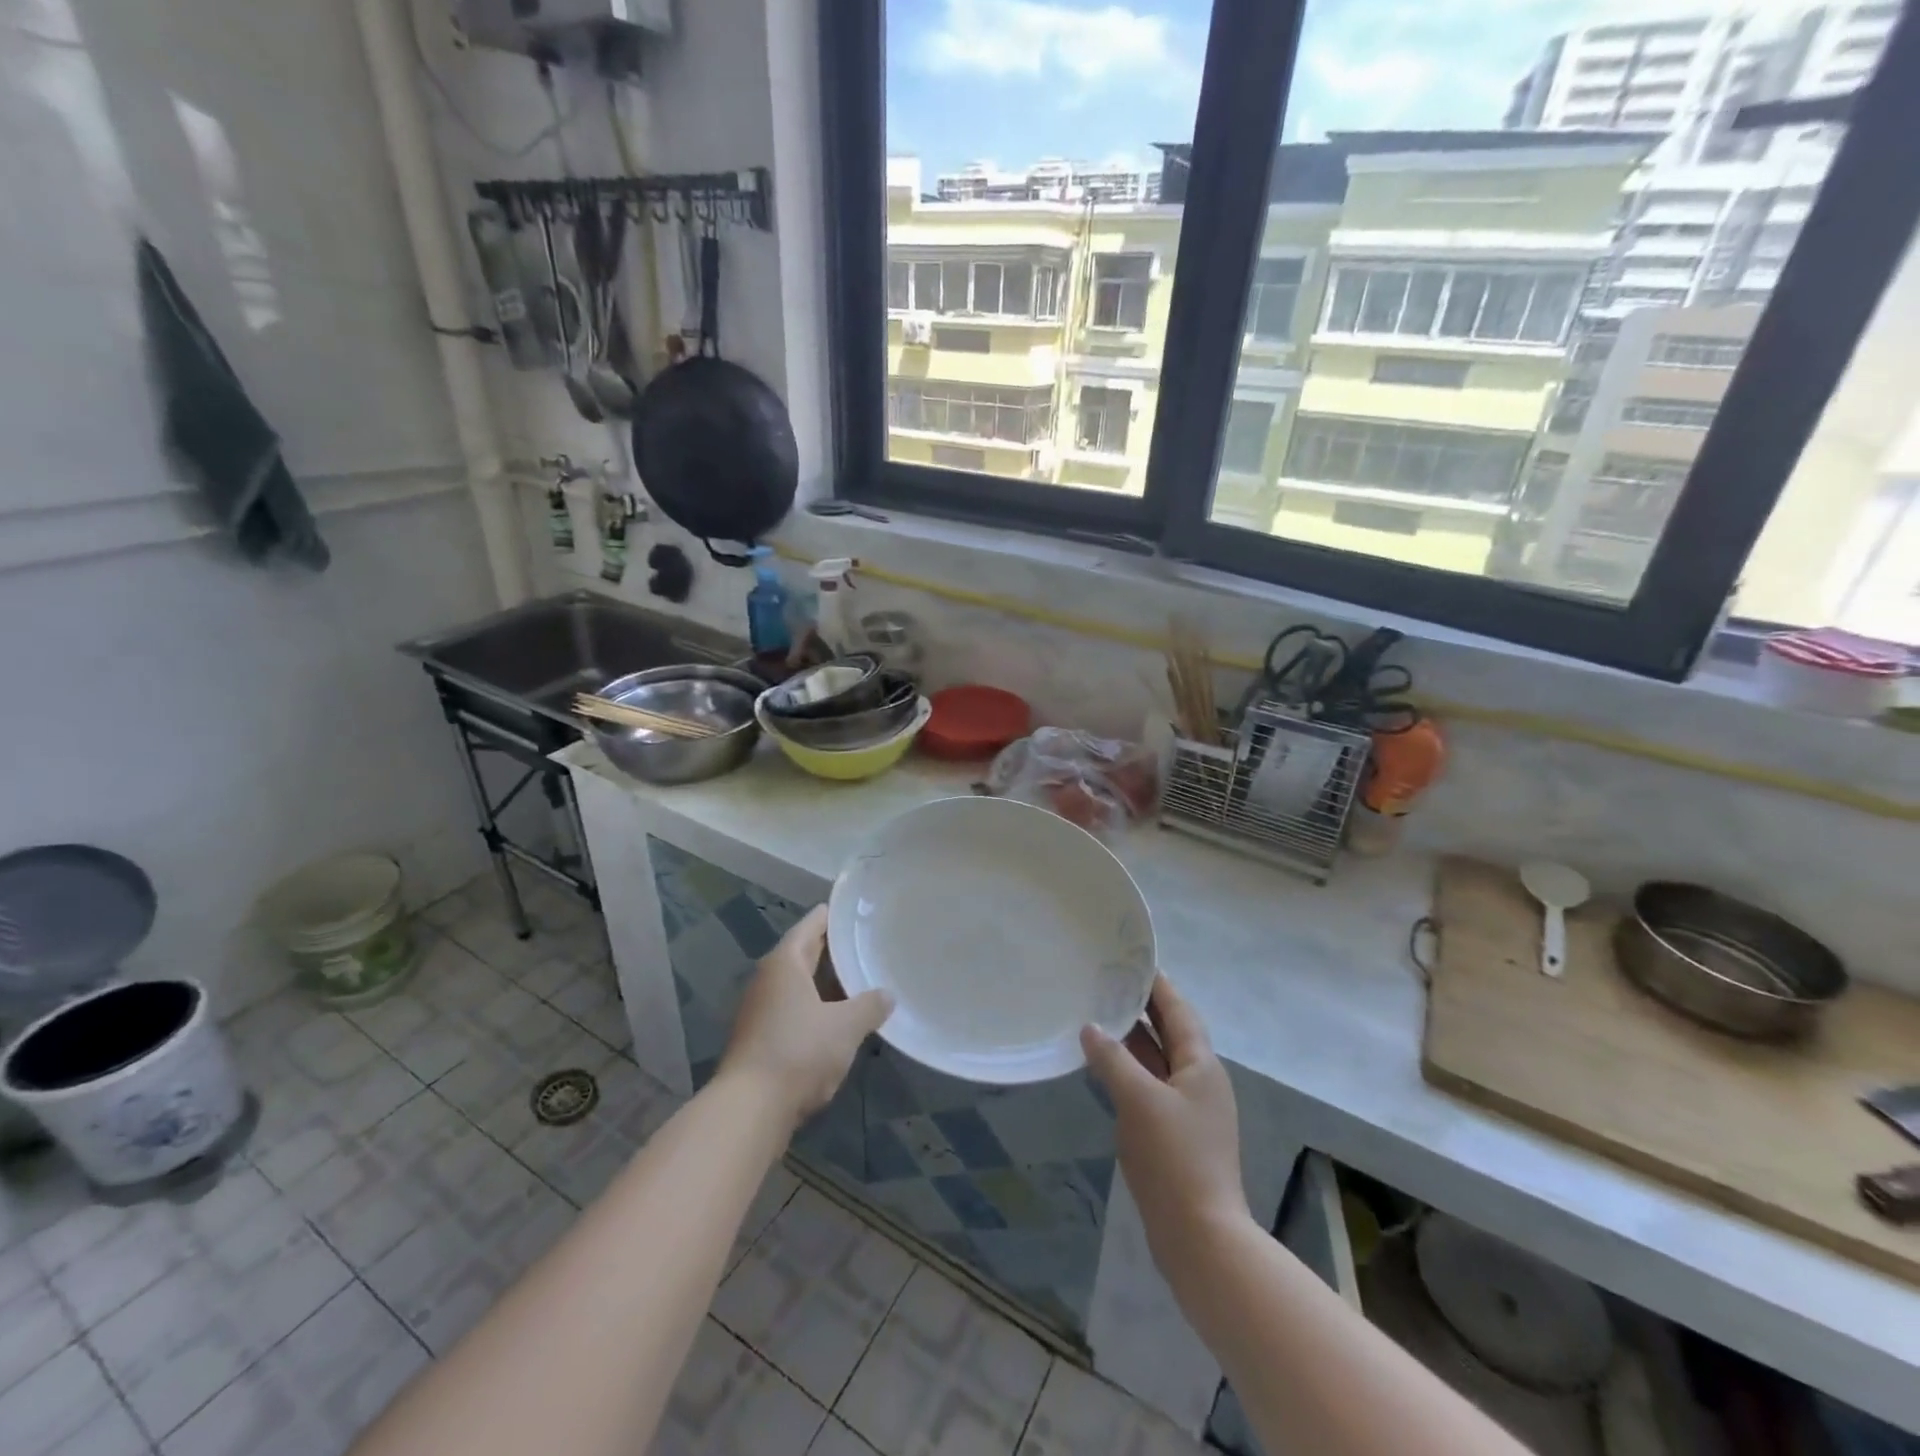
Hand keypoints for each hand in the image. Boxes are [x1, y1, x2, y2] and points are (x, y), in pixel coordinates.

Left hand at [719, 906, 892, 1129]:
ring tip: (859, 980)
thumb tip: (888, 994)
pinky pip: (793, 1010)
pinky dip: (815, 1008)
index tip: (856, 910)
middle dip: (832, 949)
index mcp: (784, 963)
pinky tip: (839, 1020)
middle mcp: (767, 979)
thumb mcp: (845, 1027)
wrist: (749, 1110)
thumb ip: (870, 1006)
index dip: (833, 916)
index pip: (811, 925)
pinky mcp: (759, 1039)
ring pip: (798, 985)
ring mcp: (760, 1010)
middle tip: (865, 942)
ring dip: (825, 982)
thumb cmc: (799, 1052)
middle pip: (803, 954)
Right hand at [1081, 974, 1249, 1252]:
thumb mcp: (1139, 1100)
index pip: (1178, 1010)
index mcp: (1201, 1065)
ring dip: (1133, 1039)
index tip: (1132, 959)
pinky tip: (1103, 1066)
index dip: (1157, 984)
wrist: (1200, 1238)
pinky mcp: (1175, 1134)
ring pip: (1158, 1060)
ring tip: (1099, 1014)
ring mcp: (1189, 1109)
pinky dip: (1129, 1069)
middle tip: (1107, 981)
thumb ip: (1112, 1059)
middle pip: (1170, 1032)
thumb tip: (1090, 1027)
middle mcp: (1199, 1081)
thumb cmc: (1174, 1158)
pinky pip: (1150, 1085)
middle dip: (1142, 1007)